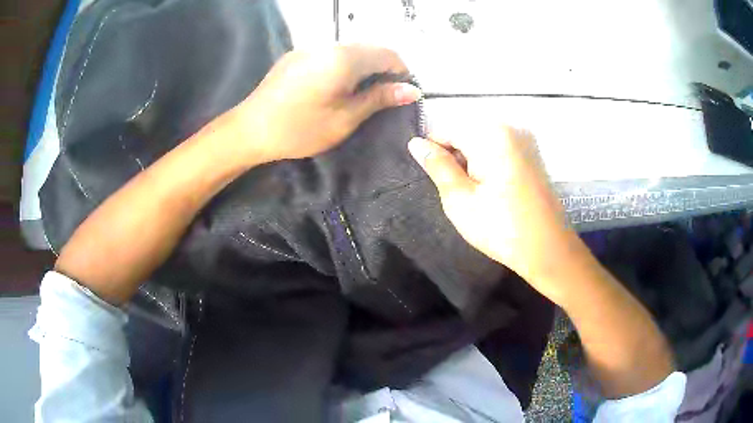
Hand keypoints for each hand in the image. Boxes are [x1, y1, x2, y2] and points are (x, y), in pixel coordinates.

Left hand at [232, 44, 420, 163]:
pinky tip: (333, 85)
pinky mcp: (296, 54)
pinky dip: (341, 65)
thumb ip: (379, 98)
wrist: (250, 129)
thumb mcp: (345, 118)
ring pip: (348, 50)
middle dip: (382, 68)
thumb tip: (411, 90)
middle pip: (368, 48)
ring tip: (357, 92)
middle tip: (381, 96)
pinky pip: (329, 53)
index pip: (387, 54)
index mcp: (344, 58)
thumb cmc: (300, 128)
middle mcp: (328, 44)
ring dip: (361, 66)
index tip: (402, 93)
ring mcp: (309, 47)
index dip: (401, 72)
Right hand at [408, 128, 583, 301]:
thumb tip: (415, 143)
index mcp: (490, 134)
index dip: (434, 154)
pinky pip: (500, 151)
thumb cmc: (500, 227)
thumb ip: (437, 166)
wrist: (548, 249)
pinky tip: (494, 191)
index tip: (435, 180)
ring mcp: (525, 140)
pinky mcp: (533, 155)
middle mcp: (510, 128)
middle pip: (466, 134)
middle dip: (456, 159)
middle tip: (459, 193)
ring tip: (477, 195)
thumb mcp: (459, 199)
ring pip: (482, 144)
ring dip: (472, 164)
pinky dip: (489, 166)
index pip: (446, 130)